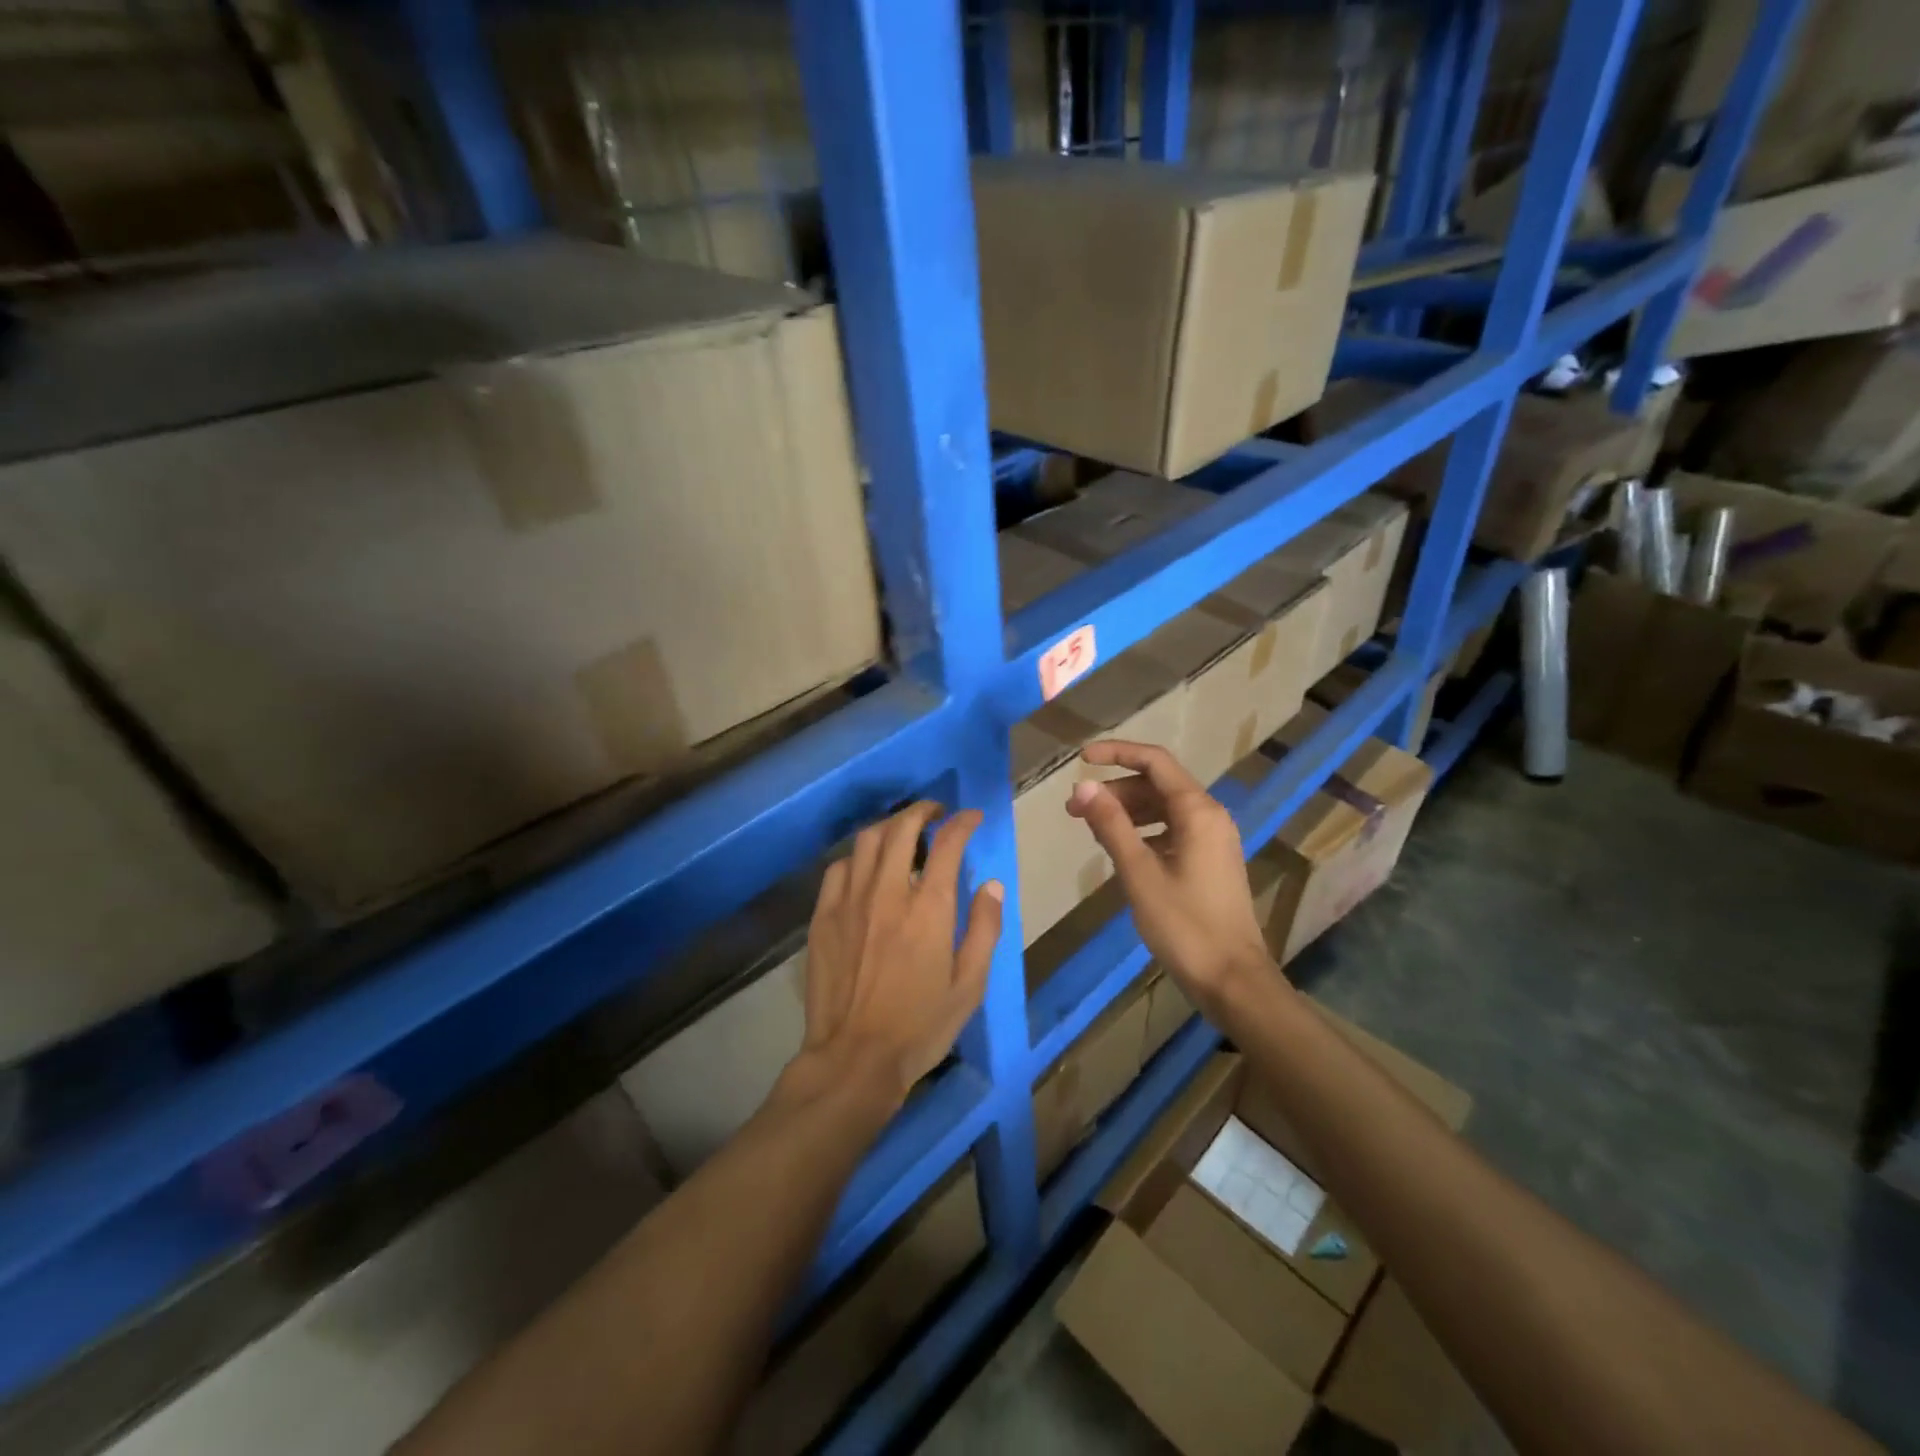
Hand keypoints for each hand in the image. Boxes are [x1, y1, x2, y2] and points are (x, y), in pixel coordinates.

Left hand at [786, 802, 1004, 1109]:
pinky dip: (857, 857)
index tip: (971, 817)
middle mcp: (888, 892)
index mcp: (929, 908)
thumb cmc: (920, 1025)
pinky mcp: (823, 916)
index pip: (948, 843)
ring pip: (867, 840)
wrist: (854, 1058)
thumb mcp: (970, 985)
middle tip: (935, 813)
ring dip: (889, 827)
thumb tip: (992, 885)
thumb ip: (985, 929)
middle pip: (902, 827)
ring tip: (902, 833)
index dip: (962, 822)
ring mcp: (850, 901)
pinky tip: (865, 868)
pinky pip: (838, 868)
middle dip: (922, 810)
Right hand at [1067, 742, 1278, 1010]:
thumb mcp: (1139, 873)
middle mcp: (1210, 816)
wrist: (1232, 980)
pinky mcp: (1209, 860)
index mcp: (1198, 812)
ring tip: (1091, 829)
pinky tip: (1120, 849)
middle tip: (1074, 810)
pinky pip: (1172, 830)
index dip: (1116, 753)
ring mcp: (1213, 839)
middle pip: (1157, 784)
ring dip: (1126, 811)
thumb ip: (1110, 825)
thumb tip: (1081, 786)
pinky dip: (1143, 831)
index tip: (1080, 759)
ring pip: (1163, 808)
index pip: (1154, 761)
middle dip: (1114, 790)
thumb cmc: (1184, 925)